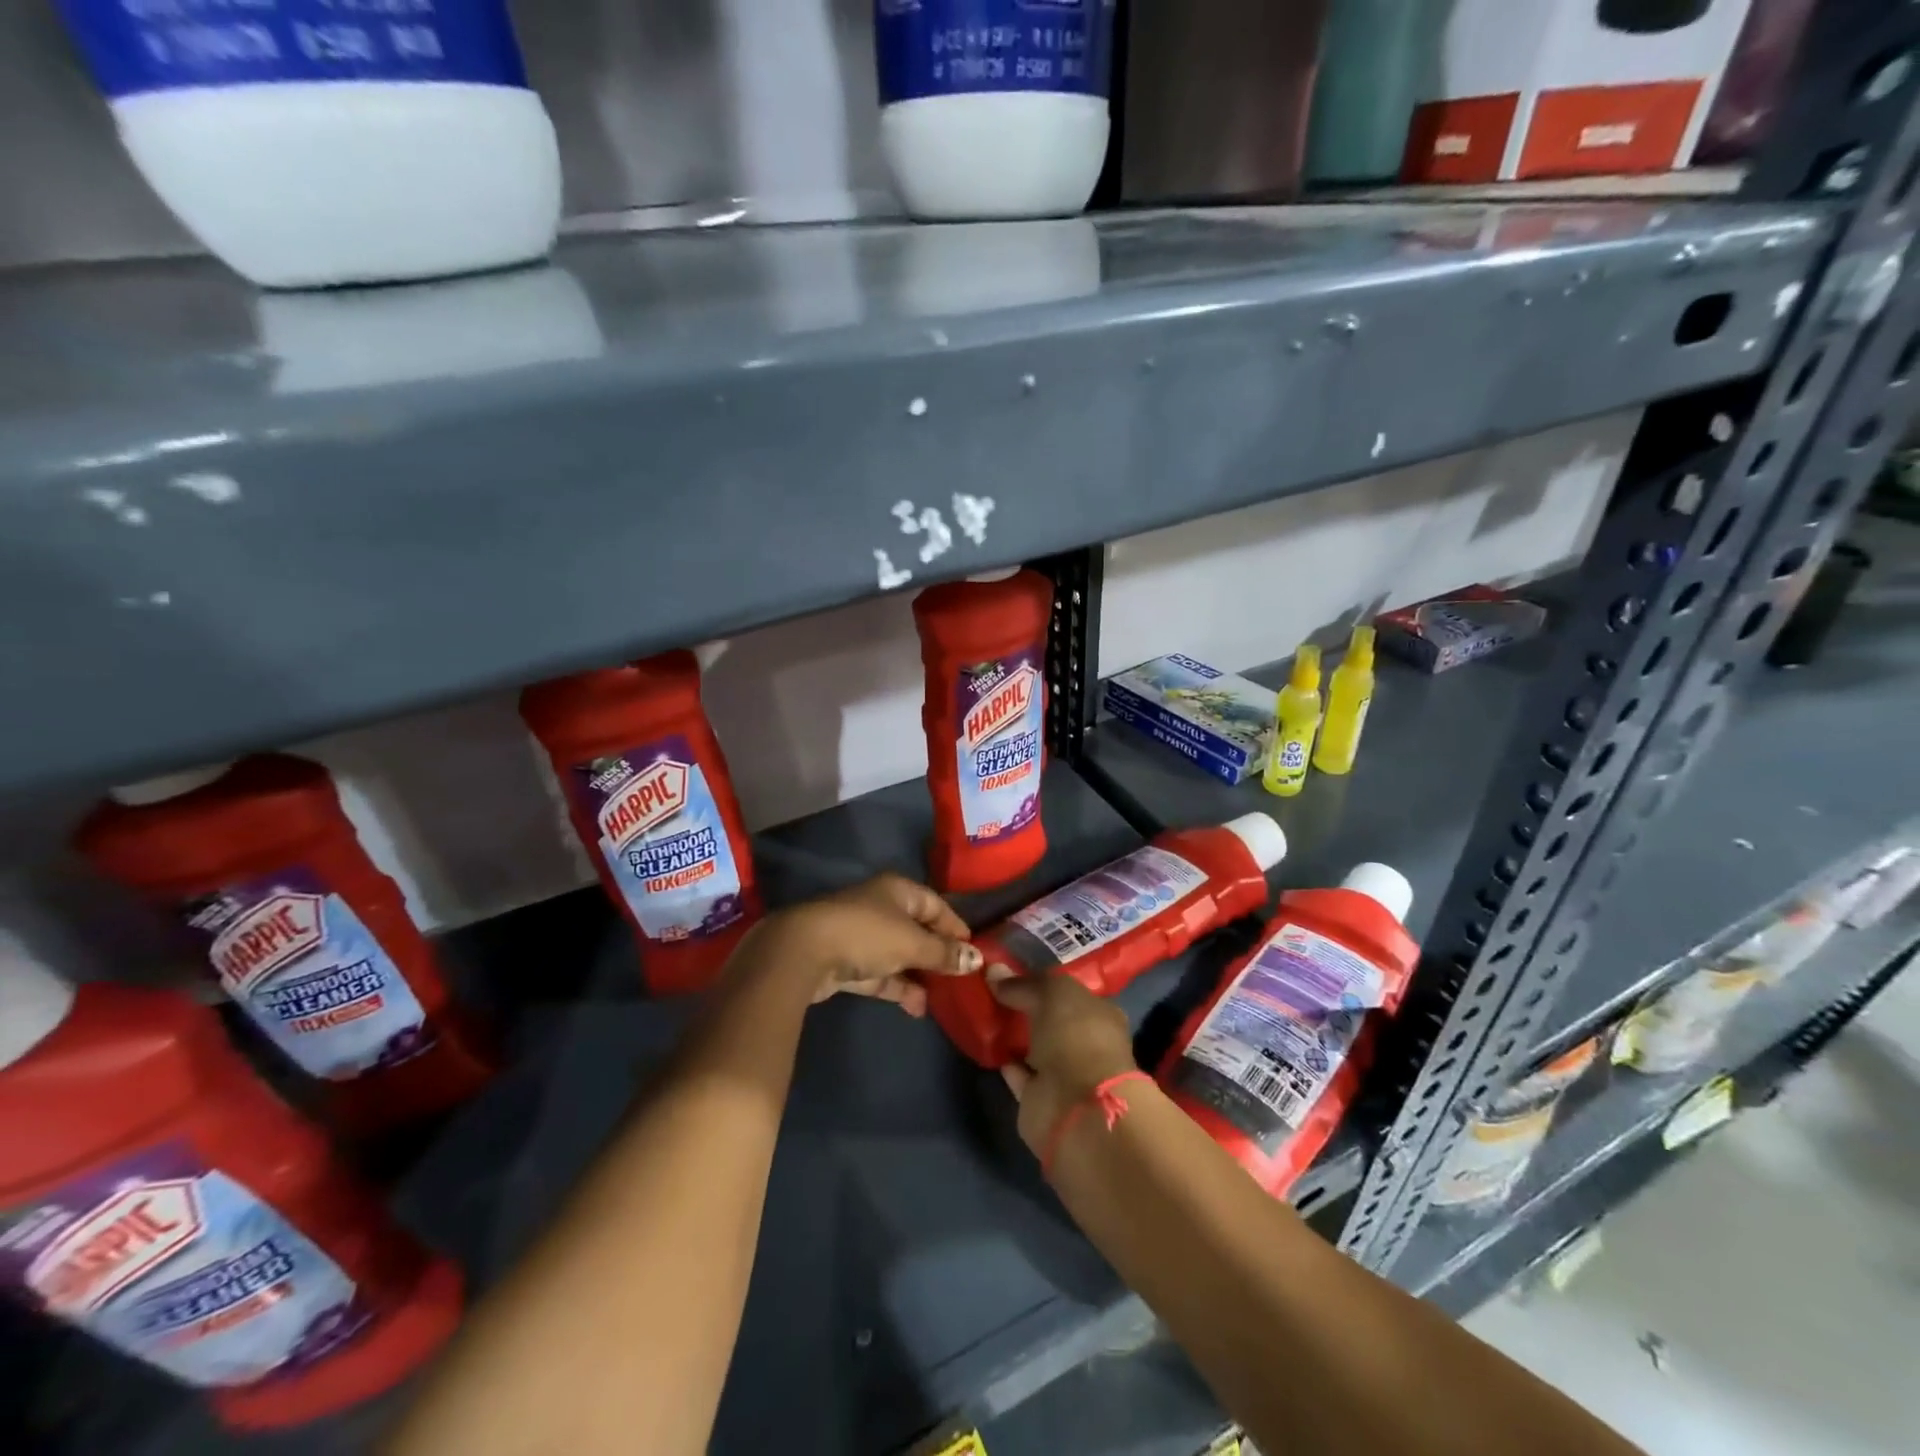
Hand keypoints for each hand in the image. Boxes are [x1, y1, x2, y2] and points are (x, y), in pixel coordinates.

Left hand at [756, 874, 979, 1015]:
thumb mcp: (912, 943)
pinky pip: (880, 974)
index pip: (935, 904)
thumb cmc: (866, 934)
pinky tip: (917, 1007)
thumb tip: (976, 960)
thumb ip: (943, 953)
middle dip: (937, 955)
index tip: (974, 951)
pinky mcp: (846, 962)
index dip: (955, 926)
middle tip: (960, 979)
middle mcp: (880, 907)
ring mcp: (861, 935)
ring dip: (918, 975)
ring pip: (898, 954)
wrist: (803, 951)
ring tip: (941, 999)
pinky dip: (897, 987)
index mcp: (898, 891)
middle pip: (917, 930)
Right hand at [987, 968, 1138, 1156]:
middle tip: (995, 991)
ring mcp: (1065, 1074)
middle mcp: (1086, 1044)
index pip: (1072, 994)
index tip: (1015, 973)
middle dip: (1029, 1009)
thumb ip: (1024, 984)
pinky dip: (1007, 1063)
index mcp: (1100, 1015)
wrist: (1076, 1106)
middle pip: (1053, 1021)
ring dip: (1016, 1037)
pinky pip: (1020, 1074)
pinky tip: (987, 1046)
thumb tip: (994, 972)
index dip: (1045, 983)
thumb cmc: (1076, 1036)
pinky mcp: (1042, 1100)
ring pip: (1035, 1048)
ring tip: (986, 1015)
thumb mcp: (1052, 993)